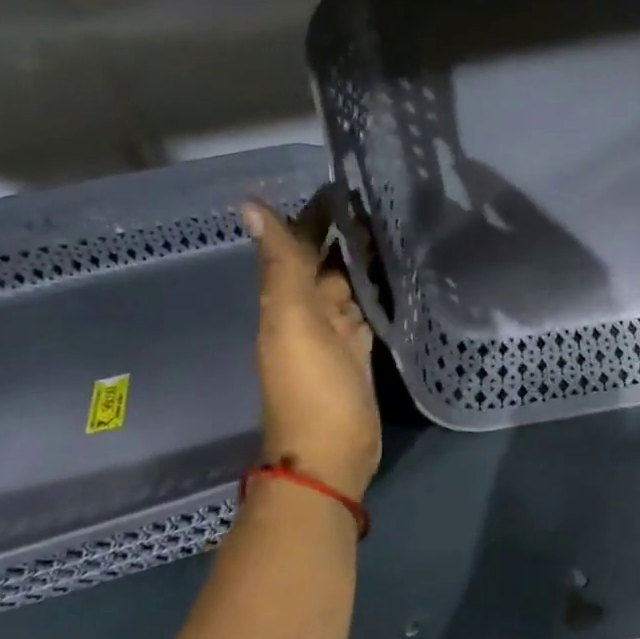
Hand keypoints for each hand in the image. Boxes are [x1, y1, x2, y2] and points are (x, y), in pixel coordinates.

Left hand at [241, 197, 380, 499]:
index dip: (311, 217)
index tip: (340, 183)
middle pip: (322, 265)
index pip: (296, 248)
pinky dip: (371, 295)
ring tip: (389, 229)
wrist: (329, 455)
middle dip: (340, 234)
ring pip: (343, 288)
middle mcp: (307, 315)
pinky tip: (390, 280)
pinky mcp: (359, 356)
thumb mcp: (291, 322)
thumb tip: (249, 205)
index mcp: (285, 302)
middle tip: (375, 199)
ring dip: (357, 261)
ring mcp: (335, 337)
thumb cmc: (311, 388)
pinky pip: (363, 315)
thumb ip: (280, 266)